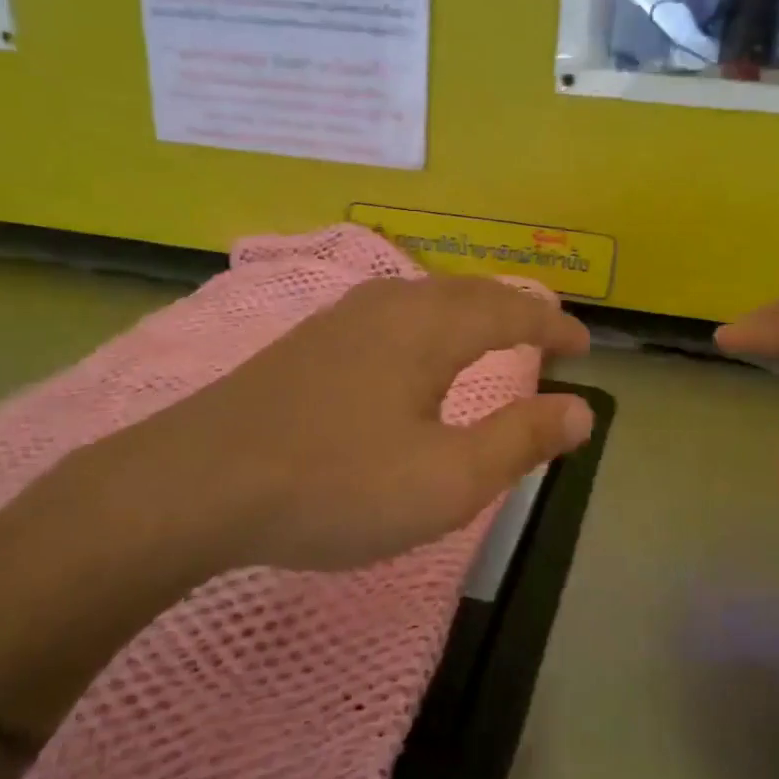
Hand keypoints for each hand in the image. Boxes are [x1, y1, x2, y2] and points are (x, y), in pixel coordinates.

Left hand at [63, 275, 593, 579]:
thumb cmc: (335, 483)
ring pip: (426, 299)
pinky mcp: (307, 342)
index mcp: (430, 327)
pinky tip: (412, 352)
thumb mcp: (447, 480)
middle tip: (547, 337)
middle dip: (517, 313)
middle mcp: (389, 305)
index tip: (584, 346)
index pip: (512, 312)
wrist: (194, 485)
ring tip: (491, 338)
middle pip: (470, 294)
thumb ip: (520, 440)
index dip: (554, 328)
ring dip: (471, 313)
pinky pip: (392, 315)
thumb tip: (581, 411)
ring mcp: (340, 319)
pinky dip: (430, 325)